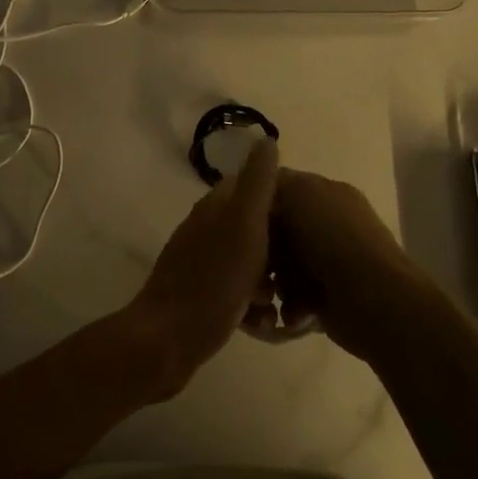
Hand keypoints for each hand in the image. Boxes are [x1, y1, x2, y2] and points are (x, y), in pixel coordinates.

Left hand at [125, 138, 279, 397]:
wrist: (168, 340)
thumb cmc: (214, 280)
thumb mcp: (244, 224)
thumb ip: (257, 183)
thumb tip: (265, 139)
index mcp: (216, 207)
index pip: (254, 186)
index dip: (283, 200)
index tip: (309, 221)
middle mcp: (207, 229)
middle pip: (255, 227)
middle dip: (282, 247)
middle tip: (302, 271)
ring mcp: (202, 263)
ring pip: (249, 262)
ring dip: (271, 280)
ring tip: (287, 304)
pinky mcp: (201, 296)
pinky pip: (237, 291)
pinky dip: (253, 304)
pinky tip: (264, 324)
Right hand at [260, 168, 429, 358]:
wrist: (373, 298)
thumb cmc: (334, 238)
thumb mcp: (300, 192)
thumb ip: (275, 183)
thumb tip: (258, 192)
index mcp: (326, 193)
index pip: (279, 191)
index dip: (257, 205)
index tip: (236, 222)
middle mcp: (329, 225)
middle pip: (277, 232)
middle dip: (262, 251)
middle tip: (253, 265)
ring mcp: (330, 263)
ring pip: (281, 268)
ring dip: (274, 283)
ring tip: (272, 295)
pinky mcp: (328, 299)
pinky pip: (294, 298)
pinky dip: (290, 306)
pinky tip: (291, 313)